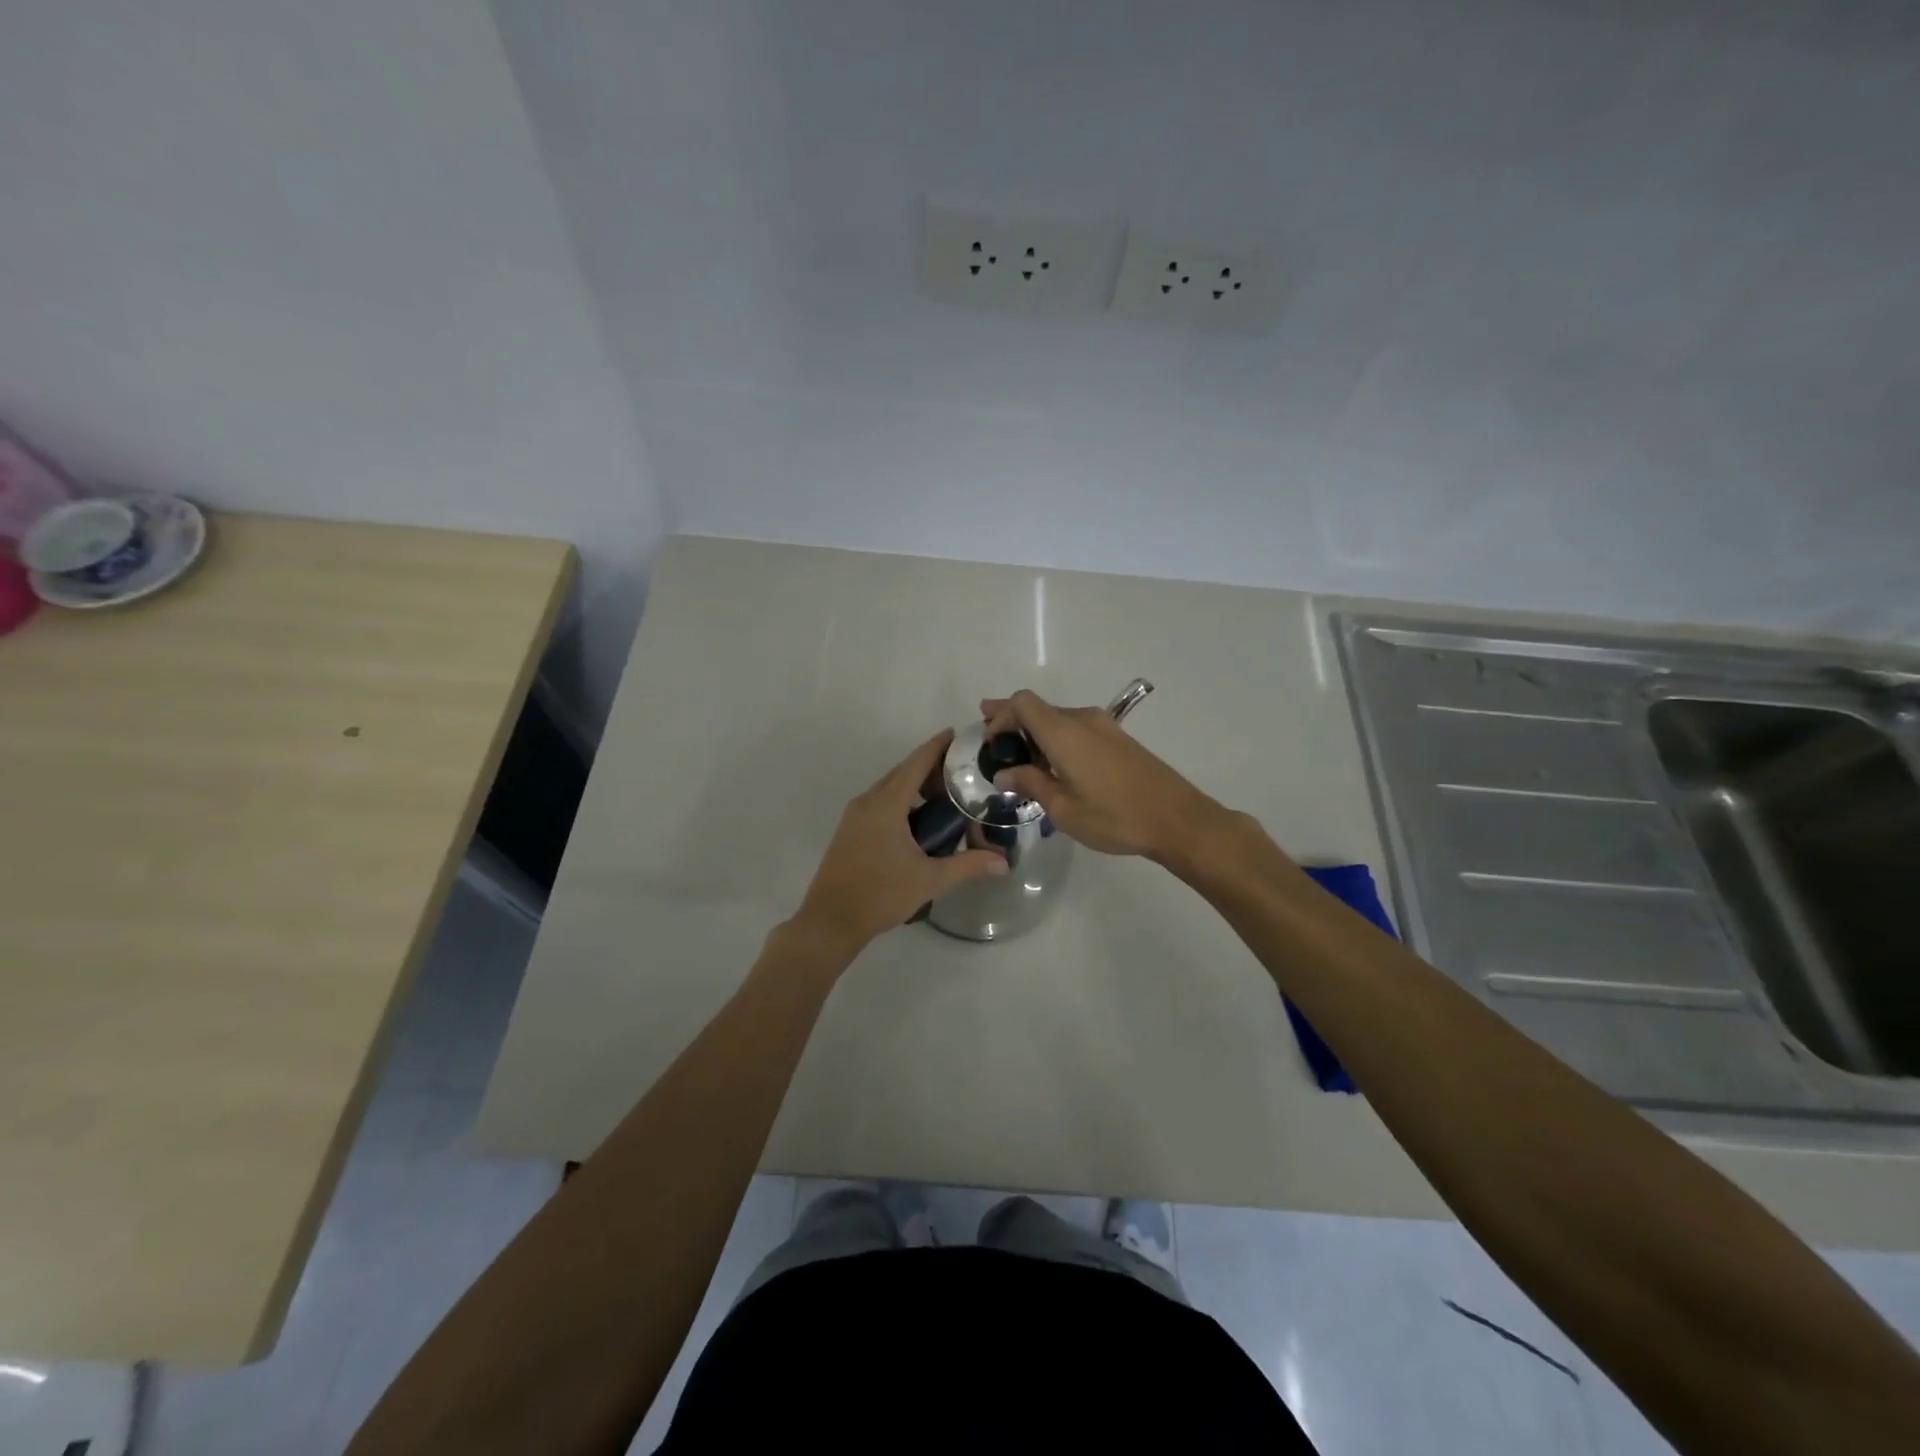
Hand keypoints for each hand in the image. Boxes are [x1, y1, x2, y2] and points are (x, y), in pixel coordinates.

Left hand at [790, 730, 1006, 956]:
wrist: (830, 920)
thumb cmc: (880, 895)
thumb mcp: (929, 879)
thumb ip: (968, 865)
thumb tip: (1004, 862)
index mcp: (886, 805)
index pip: (916, 764)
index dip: (936, 746)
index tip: (957, 734)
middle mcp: (868, 802)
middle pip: (902, 772)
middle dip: (929, 766)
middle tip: (961, 769)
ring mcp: (854, 816)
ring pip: (889, 788)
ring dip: (914, 784)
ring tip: (945, 793)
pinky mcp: (849, 831)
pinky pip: (879, 802)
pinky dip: (901, 800)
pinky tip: (918, 817)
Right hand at [981, 689, 1230, 862]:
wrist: (1177, 819)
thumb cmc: (1114, 816)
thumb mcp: (1063, 808)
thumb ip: (1030, 784)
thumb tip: (1004, 773)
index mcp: (1064, 732)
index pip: (1022, 703)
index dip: (1000, 715)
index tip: (990, 741)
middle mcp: (1082, 720)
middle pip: (1039, 708)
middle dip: (1013, 722)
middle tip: (992, 741)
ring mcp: (1104, 727)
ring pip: (1058, 719)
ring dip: (1036, 733)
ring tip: (1021, 761)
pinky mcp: (1118, 739)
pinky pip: (1077, 729)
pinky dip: (1057, 740)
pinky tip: (1053, 765)